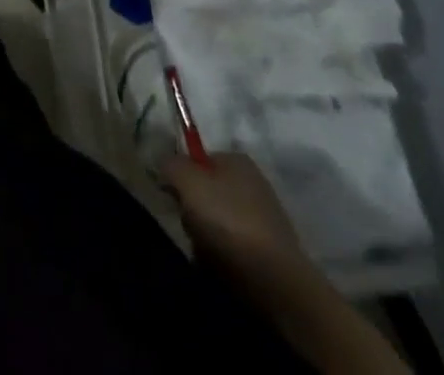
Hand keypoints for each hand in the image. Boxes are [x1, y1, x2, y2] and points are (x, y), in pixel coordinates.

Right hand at [162, 151, 312, 284]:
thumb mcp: (188, 182)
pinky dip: (225, 257)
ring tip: (206, 253)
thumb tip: (165, 166)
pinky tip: (223, 269)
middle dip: (194, 210)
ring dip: (206, 236)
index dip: (181, 176)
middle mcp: (254, 182)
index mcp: (237, 159)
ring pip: (219, 221)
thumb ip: (170, 165)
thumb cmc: (229, 222)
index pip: (197, 159)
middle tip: (190, 226)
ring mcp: (266, 219)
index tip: (174, 197)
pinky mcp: (272, 253)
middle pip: (207, 191)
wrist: (278, 284)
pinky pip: (235, 248)